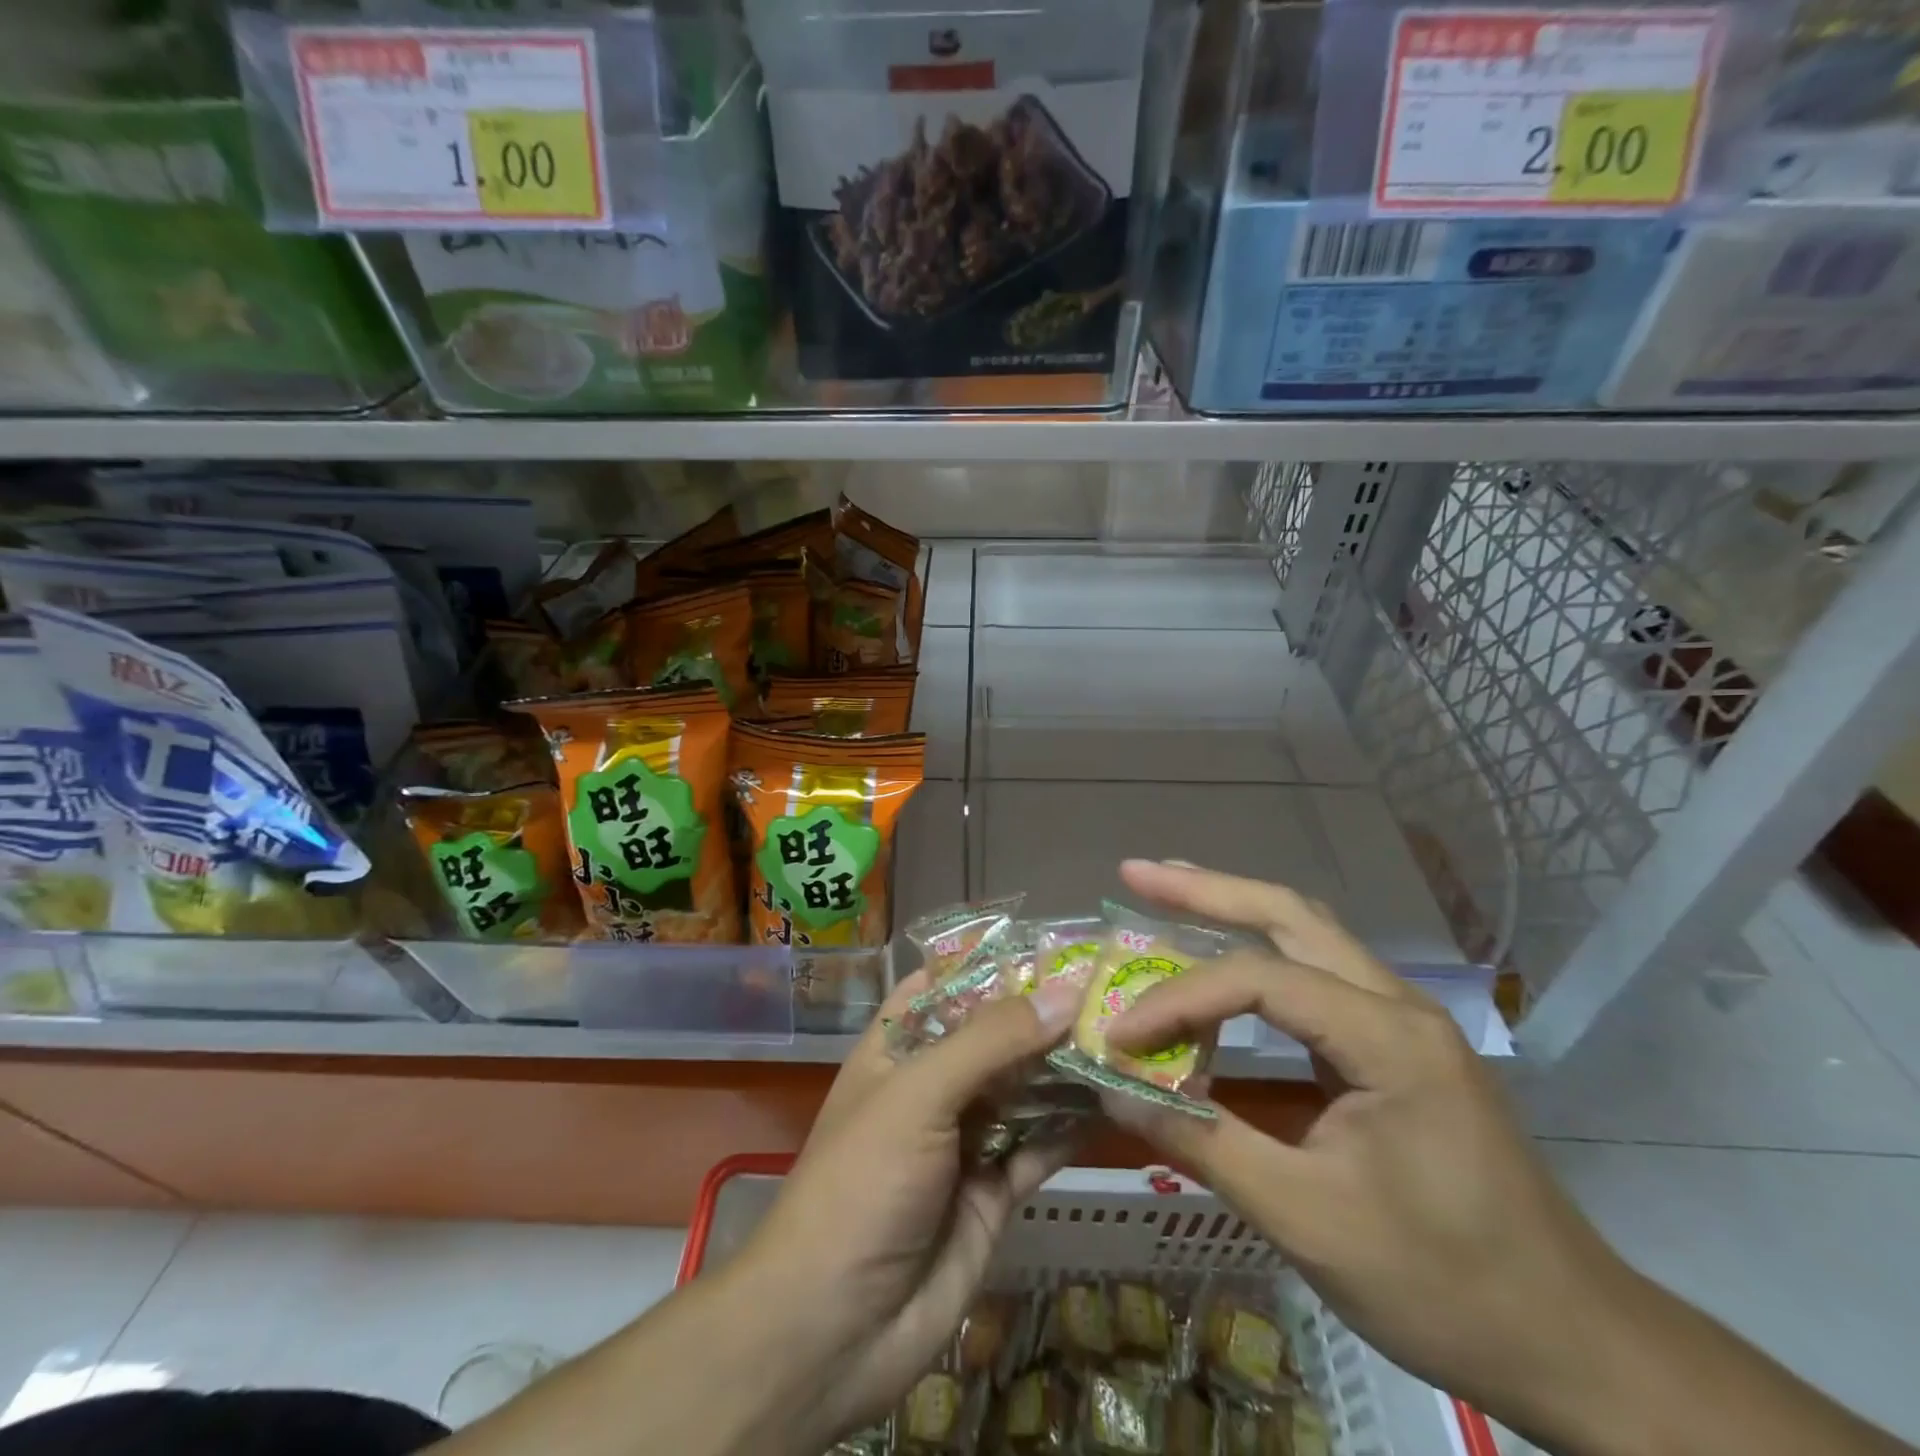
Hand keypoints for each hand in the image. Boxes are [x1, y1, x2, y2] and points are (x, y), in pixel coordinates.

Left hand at [727, 969, 1085, 1450]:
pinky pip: (1039, 1146)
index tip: (1055, 943)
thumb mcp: (919, 1095)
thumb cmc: (863, 1183)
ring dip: (1065, 1067)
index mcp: (898, 1048)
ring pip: (1023, 1088)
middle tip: (1110, 989)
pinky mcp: (994, 1190)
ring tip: (1123, 1036)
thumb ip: (991, 1041)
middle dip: (1044, 1015)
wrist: (835, 1330)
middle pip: (995, 1035)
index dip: (994, 962)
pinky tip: (1113, 1102)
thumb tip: (1065, 992)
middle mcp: (933, 1084)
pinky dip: (1071, 1126)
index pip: (947, 984)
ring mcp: (964, 1138)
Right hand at [1101, 860, 1638, 1439]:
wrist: (1576, 1345)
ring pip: (1307, 932)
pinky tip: (1222, 959)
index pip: (1259, 980)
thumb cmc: (1445, 1285)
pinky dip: (1257, 954)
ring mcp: (1402, 1020)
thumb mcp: (1308, 1219)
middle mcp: (1397, 1004)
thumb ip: (1204, 1143)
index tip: (1119, 1036)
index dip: (1178, 1000)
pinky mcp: (1396, 1044)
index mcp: (1388, 1037)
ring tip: (1167, 892)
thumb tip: (1115, 1093)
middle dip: (1206, 889)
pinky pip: (1316, 974)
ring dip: (1233, 907)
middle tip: (1136, 875)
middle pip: (1290, 913)